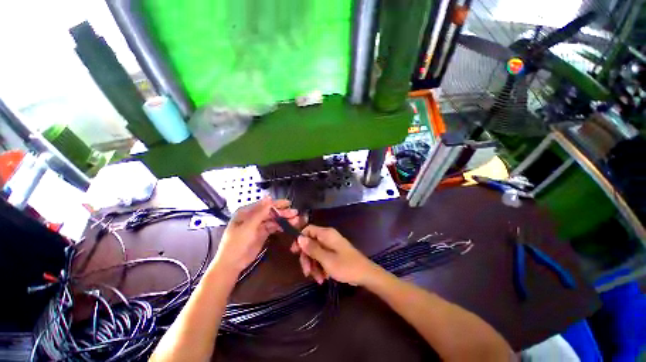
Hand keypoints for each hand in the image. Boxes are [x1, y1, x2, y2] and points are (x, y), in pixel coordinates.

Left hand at [214, 197, 300, 274]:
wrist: (231, 264)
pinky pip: (273, 227)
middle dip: (282, 212)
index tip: (289, 204)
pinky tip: (288, 226)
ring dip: (283, 220)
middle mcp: (253, 217)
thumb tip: (269, 197)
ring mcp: (258, 226)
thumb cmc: (237, 243)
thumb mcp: (249, 226)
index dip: (277, 204)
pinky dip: (280, 227)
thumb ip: (260, 212)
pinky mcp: (262, 234)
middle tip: (295, 213)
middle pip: (270, 212)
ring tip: (295, 220)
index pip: (264, 205)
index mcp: (247, 212)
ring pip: (273, 220)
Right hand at [292, 225, 377, 285]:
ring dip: (314, 266)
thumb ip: (312, 248)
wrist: (365, 274)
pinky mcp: (334, 253)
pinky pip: (322, 257)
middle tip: (306, 272)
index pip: (308, 230)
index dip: (300, 240)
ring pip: (315, 252)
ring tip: (318, 279)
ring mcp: (331, 245)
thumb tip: (299, 238)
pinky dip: (320, 267)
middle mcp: (328, 237)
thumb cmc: (346, 266)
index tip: (295, 253)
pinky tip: (323, 278)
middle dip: (307, 258)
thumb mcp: (326, 259)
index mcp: (326, 234)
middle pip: (310, 243)